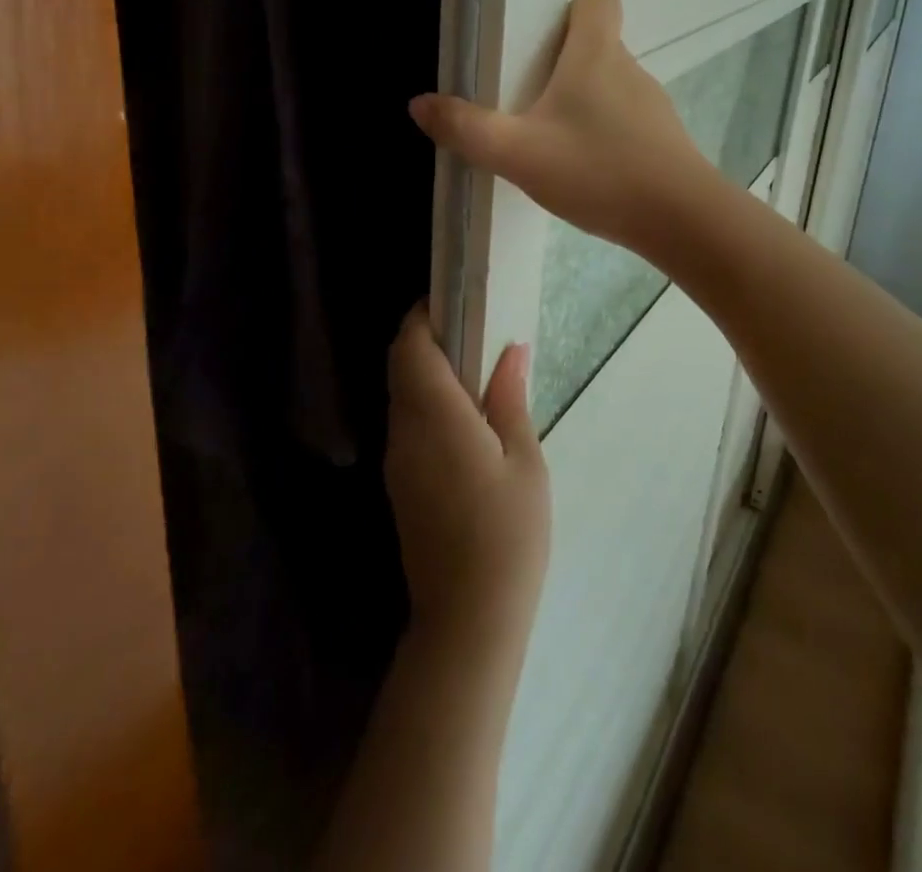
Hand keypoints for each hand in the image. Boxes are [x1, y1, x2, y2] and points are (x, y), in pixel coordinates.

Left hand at [385, 306, 550, 645]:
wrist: (468, 620)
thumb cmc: (508, 536)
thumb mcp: (524, 461)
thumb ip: (510, 398)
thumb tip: (511, 349)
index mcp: (435, 416)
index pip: (410, 346)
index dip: (423, 316)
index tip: (454, 301)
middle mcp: (405, 430)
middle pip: (401, 366)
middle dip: (427, 339)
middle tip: (473, 331)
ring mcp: (398, 460)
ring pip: (402, 394)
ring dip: (427, 371)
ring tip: (477, 370)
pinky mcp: (401, 484)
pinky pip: (408, 423)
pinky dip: (428, 402)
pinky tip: (465, 417)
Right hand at [409, 0, 713, 255]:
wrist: (680, 220)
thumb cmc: (597, 170)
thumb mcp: (517, 153)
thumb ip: (466, 128)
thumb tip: (420, 104)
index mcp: (596, 54)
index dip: (570, 11)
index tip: (541, 42)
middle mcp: (629, 69)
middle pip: (596, 45)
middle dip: (561, 65)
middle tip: (525, 100)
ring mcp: (651, 106)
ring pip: (609, 86)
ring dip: (580, 104)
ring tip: (550, 142)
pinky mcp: (662, 140)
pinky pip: (624, 121)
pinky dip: (602, 134)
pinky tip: (584, 170)